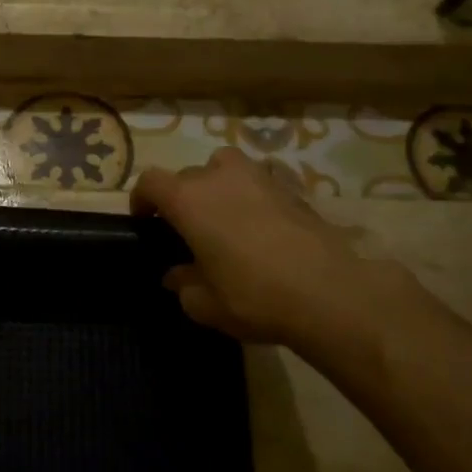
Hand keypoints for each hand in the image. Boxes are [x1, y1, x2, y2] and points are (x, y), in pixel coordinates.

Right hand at [132, 148, 420, 365]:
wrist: (330, 293)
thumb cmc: (253, 296)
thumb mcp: (204, 304)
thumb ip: (183, 285)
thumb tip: (176, 275)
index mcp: (188, 199)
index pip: (151, 181)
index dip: (142, 198)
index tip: (145, 221)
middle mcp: (219, 177)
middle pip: (188, 175)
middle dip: (182, 197)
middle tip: (188, 230)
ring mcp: (259, 178)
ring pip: (226, 166)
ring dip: (218, 185)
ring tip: (224, 216)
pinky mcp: (292, 189)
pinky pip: (259, 183)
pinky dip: (252, 196)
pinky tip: (260, 227)